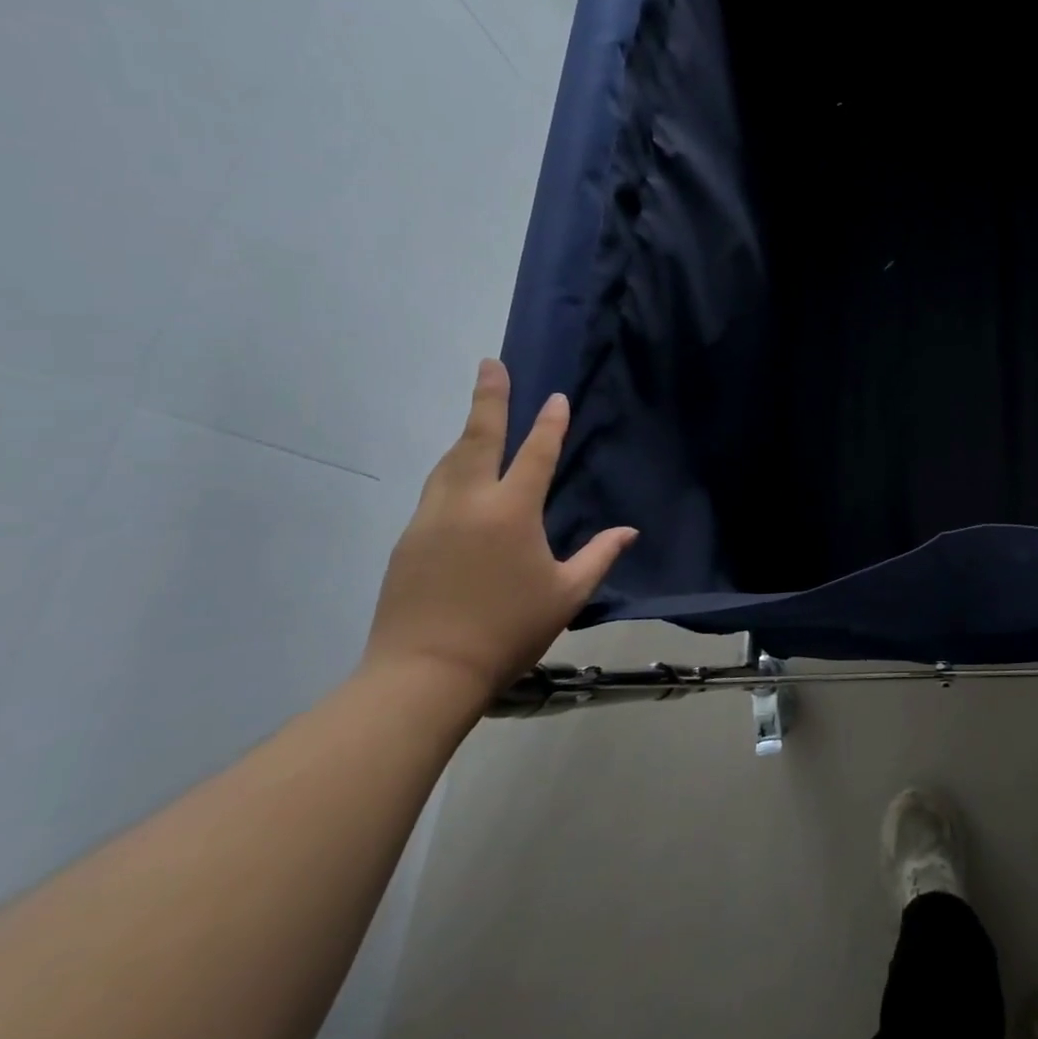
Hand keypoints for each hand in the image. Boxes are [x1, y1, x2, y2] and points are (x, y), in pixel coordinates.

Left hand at [364, 359, 635, 703]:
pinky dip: (452, 469)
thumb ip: (600, 556)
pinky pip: (436, 490)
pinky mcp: (409, 541)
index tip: (555, 397)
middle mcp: (467, 503)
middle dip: (487, 399)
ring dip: (467, 434)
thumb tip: (628, 531)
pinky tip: (460, 478)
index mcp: (510, 512)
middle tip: (490, 364)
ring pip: (449, 462)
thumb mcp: (566, 594)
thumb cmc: (507, 630)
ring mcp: (431, 520)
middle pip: (477, 439)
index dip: (548, 424)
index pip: (535, 454)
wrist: (424, 674)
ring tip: (479, 415)